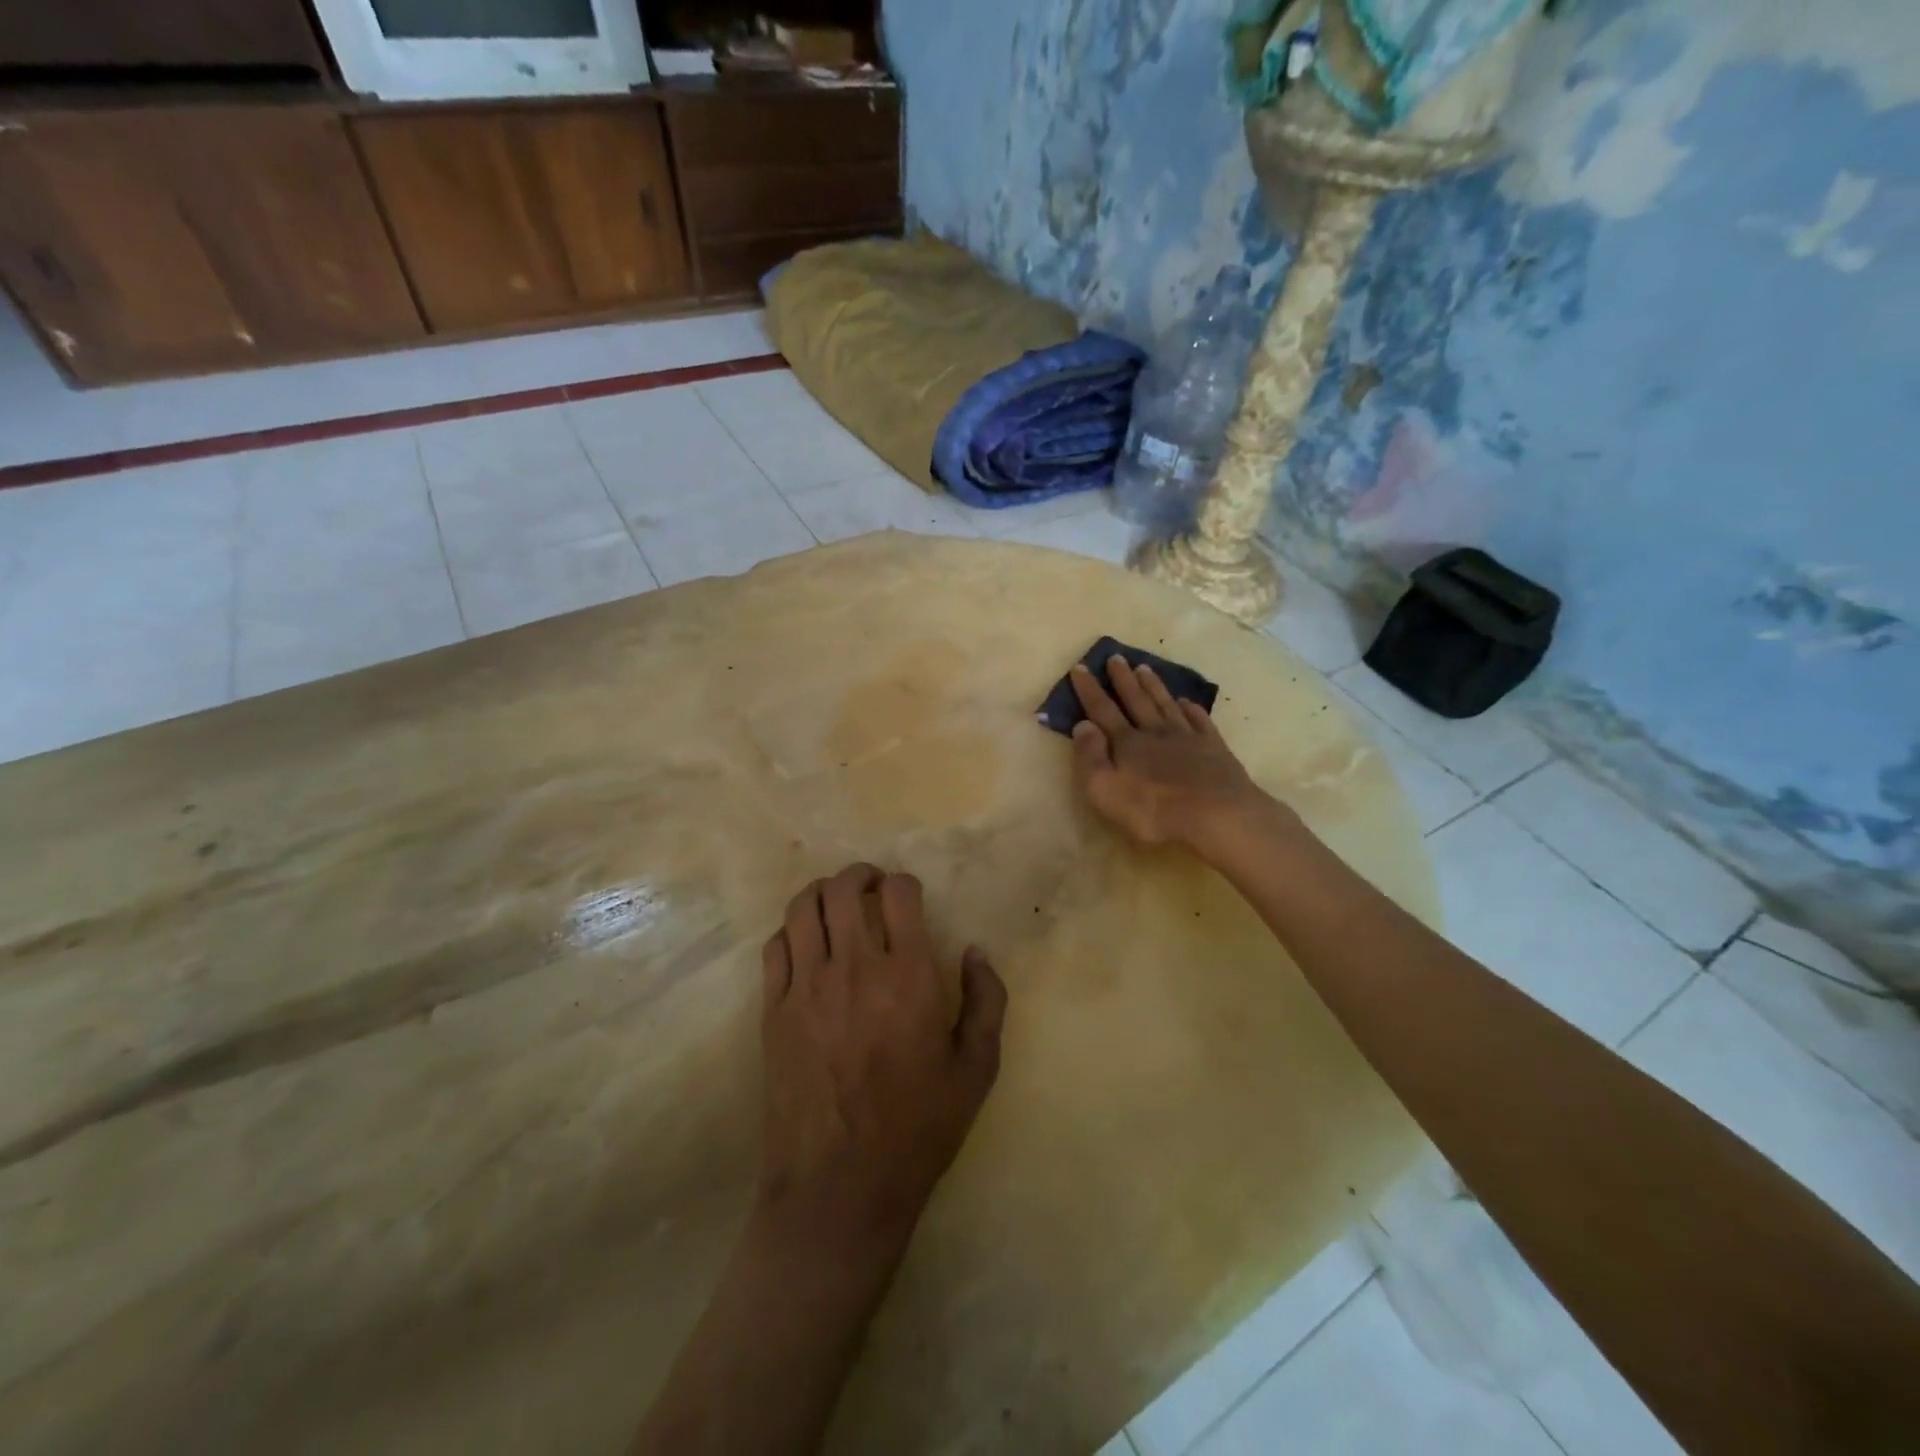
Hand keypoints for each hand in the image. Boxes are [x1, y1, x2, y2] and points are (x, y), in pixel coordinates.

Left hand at [758, 864, 1006, 1260]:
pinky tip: (806, 945)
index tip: (908, 897)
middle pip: (844, 888)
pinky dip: (791, 931)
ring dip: (821, 893)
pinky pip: (775, 947)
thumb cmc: (918, 1129)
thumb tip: (975, 951)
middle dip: (860, 876)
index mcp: (909, 978)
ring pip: (802, 908)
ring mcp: (806, 988)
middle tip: (871, 887)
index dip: (905, 884)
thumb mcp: (976, 1069)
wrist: (840, 1188)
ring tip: (835, 905)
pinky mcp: (773, 1011)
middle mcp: (854, 969)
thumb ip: (986, 1000)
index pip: (899, 894)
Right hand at [1068, 655, 1267, 850]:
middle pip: (1136, 700)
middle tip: (1116, 657)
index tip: (1080, 666)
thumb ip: (1090, 756)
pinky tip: (1187, 701)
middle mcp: (1155, 732)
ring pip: (1166, 704)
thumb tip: (1082, 725)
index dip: (1089, 689)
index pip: (1102, 710)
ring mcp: (1187, 737)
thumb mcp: (1104, 789)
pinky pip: (1199, 720)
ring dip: (1154, 686)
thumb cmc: (1153, 809)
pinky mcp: (1213, 748)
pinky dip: (1191, 708)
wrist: (1216, 814)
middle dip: (1123, 679)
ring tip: (1145, 668)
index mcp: (1127, 742)